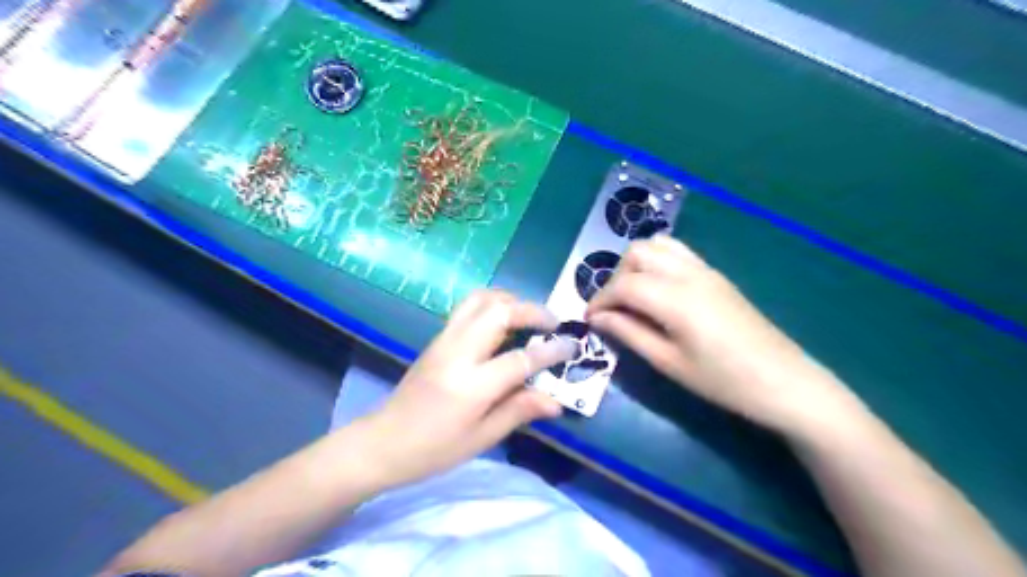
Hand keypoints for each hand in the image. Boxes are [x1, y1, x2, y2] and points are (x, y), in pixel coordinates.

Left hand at [360, 291, 574, 487]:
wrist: (382, 441)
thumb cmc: (433, 449)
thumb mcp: (481, 438)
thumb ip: (519, 411)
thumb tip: (556, 401)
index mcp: (471, 385)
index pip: (520, 358)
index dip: (551, 352)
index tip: (572, 346)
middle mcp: (457, 352)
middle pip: (499, 311)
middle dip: (532, 310)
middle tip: (552, 323)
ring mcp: (443, 340)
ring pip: (480, 299)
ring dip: (510, 300)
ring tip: (529, 317)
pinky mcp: (436, 337)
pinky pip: (468, 307)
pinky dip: (492, 304)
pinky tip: (503, 322)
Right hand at [586, 236, 860, 434]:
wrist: (784, 382)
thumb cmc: (722, 381)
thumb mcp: (668, 363)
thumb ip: (629, 333)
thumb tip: (597, 318)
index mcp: (675, 298)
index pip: (623, 284)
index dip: (599, 300)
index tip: (589, 320)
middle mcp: (688, 273)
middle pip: (637, 253)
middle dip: (615, 277)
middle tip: (614, 309)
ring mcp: (705, 270)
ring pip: (657, 245)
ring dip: (636, 265)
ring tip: (633, 297)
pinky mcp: (716, 275)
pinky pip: (677, 252)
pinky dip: (657, 262)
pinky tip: (658, 292)